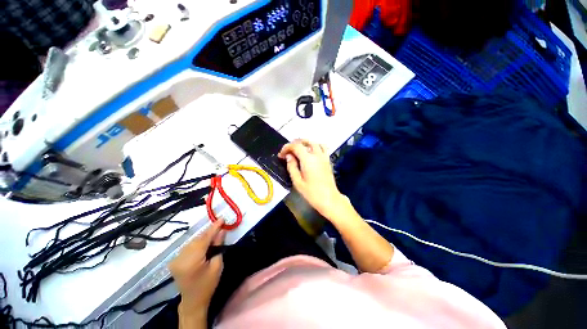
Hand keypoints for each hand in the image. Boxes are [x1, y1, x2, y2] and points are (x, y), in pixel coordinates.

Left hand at [169, 219, 225, 312]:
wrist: (193, 300)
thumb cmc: (208, 284)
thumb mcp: (217, 265)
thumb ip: (218, 246)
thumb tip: (221, 231)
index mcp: (191, 261)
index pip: (204, 239)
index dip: (213, 228)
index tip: (222, 218)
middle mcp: (180, 258)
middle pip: (197, 239)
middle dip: (209, 232)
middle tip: (221, 225)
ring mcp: (175, 259)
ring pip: (193, 241)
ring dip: (204, 236)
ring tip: (214, 234)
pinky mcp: (175, 260)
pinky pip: (189, 246)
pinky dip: (198, 242)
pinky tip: (205, 242)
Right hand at [278, 139, 344, 218]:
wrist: (329, 199)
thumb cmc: (312, 193)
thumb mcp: (297, 182)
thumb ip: (292, 166)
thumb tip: (289, 156)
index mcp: (308, 159)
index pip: (296, 146)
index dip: (286, 147)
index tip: (281, 155)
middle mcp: (317, 155)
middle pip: (305, 141)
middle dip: (294, 144)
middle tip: (288, 151)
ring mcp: (324, 157)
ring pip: (314, 142)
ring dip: (305, 143)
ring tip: (298, 150)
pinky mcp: (328, 160)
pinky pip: (322, 147)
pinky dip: (315, 146)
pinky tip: (310, 153)